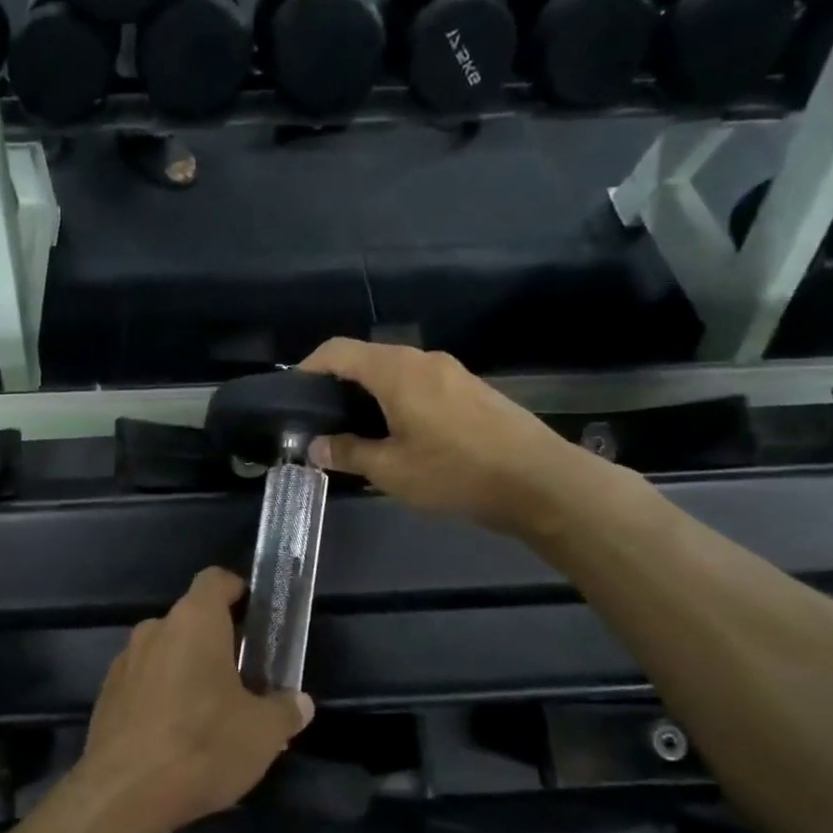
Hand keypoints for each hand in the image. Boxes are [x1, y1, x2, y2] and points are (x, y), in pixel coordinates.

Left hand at [78, 568, 312, 832]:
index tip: (255, 616)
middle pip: (191, 620)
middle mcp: (155, 629)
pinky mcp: (106, 695)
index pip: (215, 580)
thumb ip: (285, 710)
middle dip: (217, 642)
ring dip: (187, 670)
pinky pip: (143, 682)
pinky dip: (161, 696)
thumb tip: (299, 702)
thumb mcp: (262, 733)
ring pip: (165, 652)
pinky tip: (175, 736)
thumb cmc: (202, 746)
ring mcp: (124, 661)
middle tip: (243, 678)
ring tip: (210, 714)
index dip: (237, 590)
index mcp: (194, 621)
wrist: (123, 794)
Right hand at [298, 338, 599, 535]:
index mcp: (396, 371)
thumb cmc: (456, 472)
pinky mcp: (471, 389)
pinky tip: (400, 433)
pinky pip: (420, 383)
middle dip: (338, 382)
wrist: (540, 481)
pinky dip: (398, 399)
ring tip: (357, 429)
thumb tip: (316, 446)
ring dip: (370, 393)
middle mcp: (422, 360)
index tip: (292, 393)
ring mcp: (451, 371)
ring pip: (395, 371)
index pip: (338, 351)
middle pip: (366, 358)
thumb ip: (348, 453)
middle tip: (321, 417)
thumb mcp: (392, 470)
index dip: (309, 366)